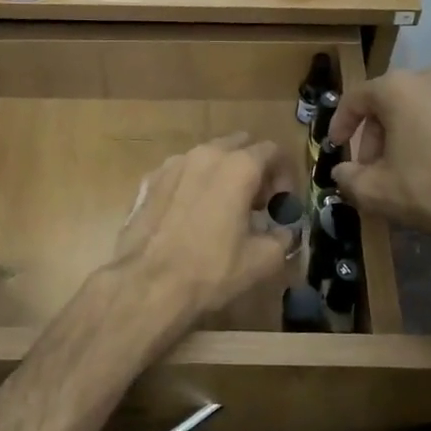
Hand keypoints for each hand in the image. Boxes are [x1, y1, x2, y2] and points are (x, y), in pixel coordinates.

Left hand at [112, 133, 295, 345]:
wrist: (147, 283)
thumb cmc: (210, 270)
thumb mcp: (262, 260)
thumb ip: (283, 237)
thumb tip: (284, 231)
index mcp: (238, 167)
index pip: (272, 151)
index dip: (283, 176)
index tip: (279, 205)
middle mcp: (205, 154)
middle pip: (239, 146)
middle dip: (253, 168)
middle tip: (255, 204)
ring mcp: (173, 164)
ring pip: (208, 157)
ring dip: (222, 174)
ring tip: (222, 209)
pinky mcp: (149, 179)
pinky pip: (181, 172)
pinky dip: (193, 184)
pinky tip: (190, 215)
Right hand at [328, 68, 430, 288]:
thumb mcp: (376, 192)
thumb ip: (347, 177)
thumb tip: (342, 171)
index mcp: (399, 88)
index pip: (356, 99)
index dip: (340, 124)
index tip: (336, 147)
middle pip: (389, 101)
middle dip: (375, 133)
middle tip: (373, 167)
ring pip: (420, 106)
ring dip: (404, 132)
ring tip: (406, 168)